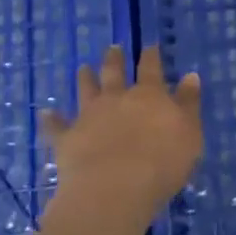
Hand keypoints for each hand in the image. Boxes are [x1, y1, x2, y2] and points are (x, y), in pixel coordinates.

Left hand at [42, 46, 202, 231]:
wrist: (114, 189)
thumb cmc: (161, 163)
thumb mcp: (189, 133)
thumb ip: (189, 104)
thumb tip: (190, 76)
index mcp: (149, 95)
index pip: (151, 69)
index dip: (151, 56)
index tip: (150, 45)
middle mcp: (117, 98)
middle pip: (114, 72)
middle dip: (114, 59)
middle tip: (113, 48)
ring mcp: (89, 116)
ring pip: (86, 90)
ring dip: (85, 78)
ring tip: (83, 68)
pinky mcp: (68, 138)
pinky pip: (56, 126)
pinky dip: (50, 119)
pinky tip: (45, 113)